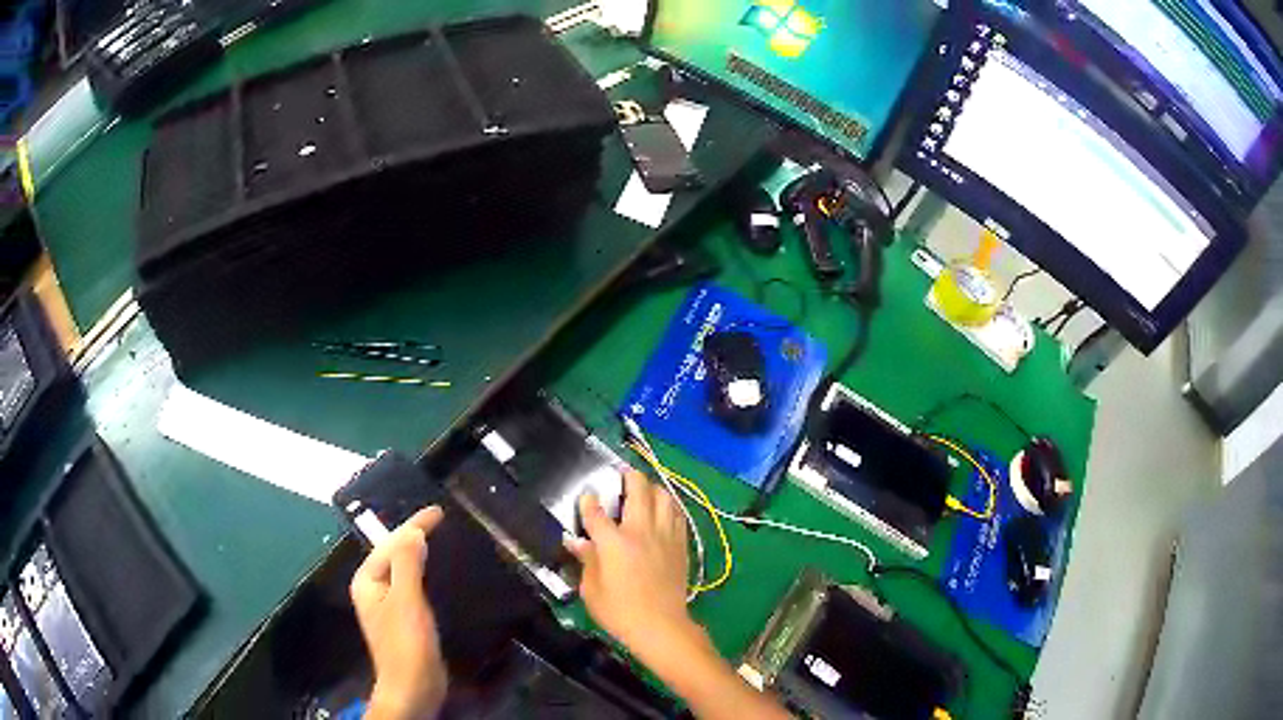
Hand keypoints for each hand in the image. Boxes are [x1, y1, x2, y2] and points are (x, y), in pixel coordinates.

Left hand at [351, 507, 447, 719]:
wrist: (412, 688)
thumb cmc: (407, 644)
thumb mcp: (407, 600)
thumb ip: (408, 564)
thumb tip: (413, 531)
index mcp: (368, 580)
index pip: (390, 543)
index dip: (414, 525)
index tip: (438, 511)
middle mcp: (373, 589)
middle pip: (393, 553)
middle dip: (413, 535)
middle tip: (440, 521)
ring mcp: (386, 605)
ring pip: (402, 569)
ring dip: (418, 553)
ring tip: (438, 539)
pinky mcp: (403, 620)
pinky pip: (411, 585)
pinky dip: (423, 573)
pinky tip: (434, 574)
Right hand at [567, 470, 696, 657]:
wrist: (661, 626)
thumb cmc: (619, 612)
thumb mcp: (591, 590)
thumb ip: (586, 561)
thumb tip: (577, 541)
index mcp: (614, 543)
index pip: (597, 513)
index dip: (589, 501)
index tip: (587, 495)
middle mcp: (641, 531)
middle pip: (638, 491)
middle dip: (629, 477)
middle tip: (623, 474)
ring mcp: (664, 536)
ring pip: (663, 497)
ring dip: (652, 488)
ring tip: (644, 489)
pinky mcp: (680, 545)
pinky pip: (677, 515)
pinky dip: (669, 506)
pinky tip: (664, 509)